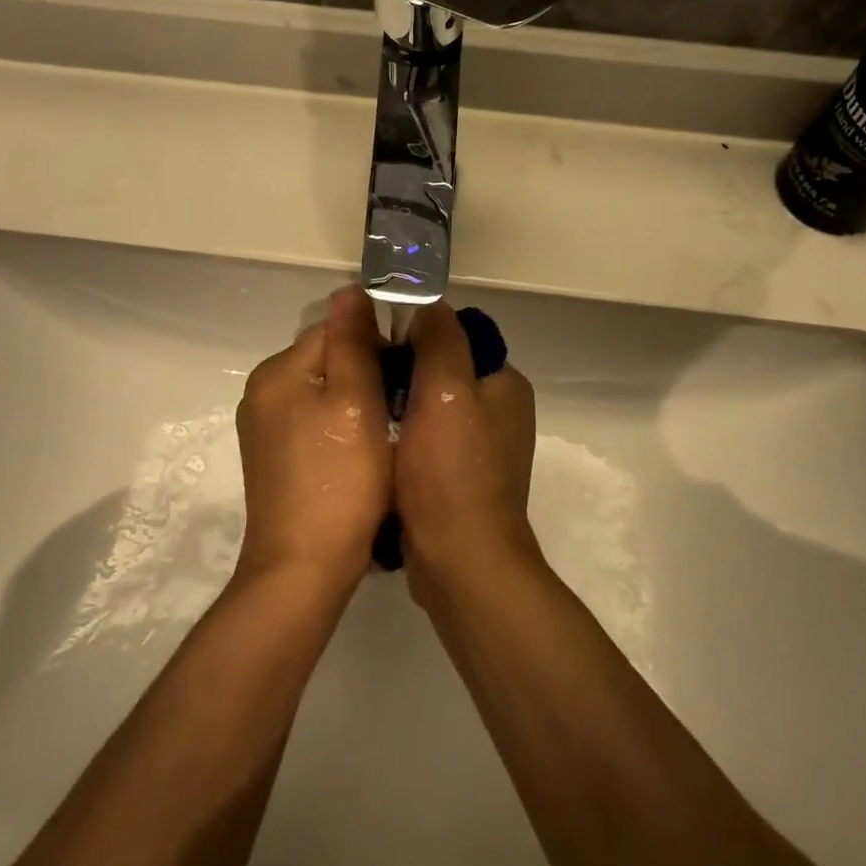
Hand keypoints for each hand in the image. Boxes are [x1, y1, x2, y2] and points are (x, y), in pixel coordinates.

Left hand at [234, 286, 392, 588]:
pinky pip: (313, 421)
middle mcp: (263, 391)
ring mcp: (264, 427)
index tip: (408, 374)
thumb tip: (350, 289)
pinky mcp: (273, 457)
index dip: (376, 344)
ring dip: (355, 400)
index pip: (334, 329)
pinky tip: (361, 453)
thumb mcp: (355, 401)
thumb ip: (352, 341)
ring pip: (323, 391)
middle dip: (365, 372)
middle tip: (401, 406)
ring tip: (387, 430)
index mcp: (278, 371)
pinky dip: (339, 426)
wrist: (303, 570)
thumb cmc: (339, 480)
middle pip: (326, 359)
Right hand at [392, 302, 539, 603]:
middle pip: (442, 369)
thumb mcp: (445, 390)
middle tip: (362, 374)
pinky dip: (402, 435)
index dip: (416, 331)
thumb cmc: (452, 472)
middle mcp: (498, 411)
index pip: (458, 335)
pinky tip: (374, 441)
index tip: (377, 339)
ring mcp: (479, 447)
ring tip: (361, 405)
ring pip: (429, 405)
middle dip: (403, 369)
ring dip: (398, 403)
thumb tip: (428, 301)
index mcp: (504, 384)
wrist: (460, 564)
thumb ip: (439, 339)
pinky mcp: (458, 477)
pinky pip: (425, 439)